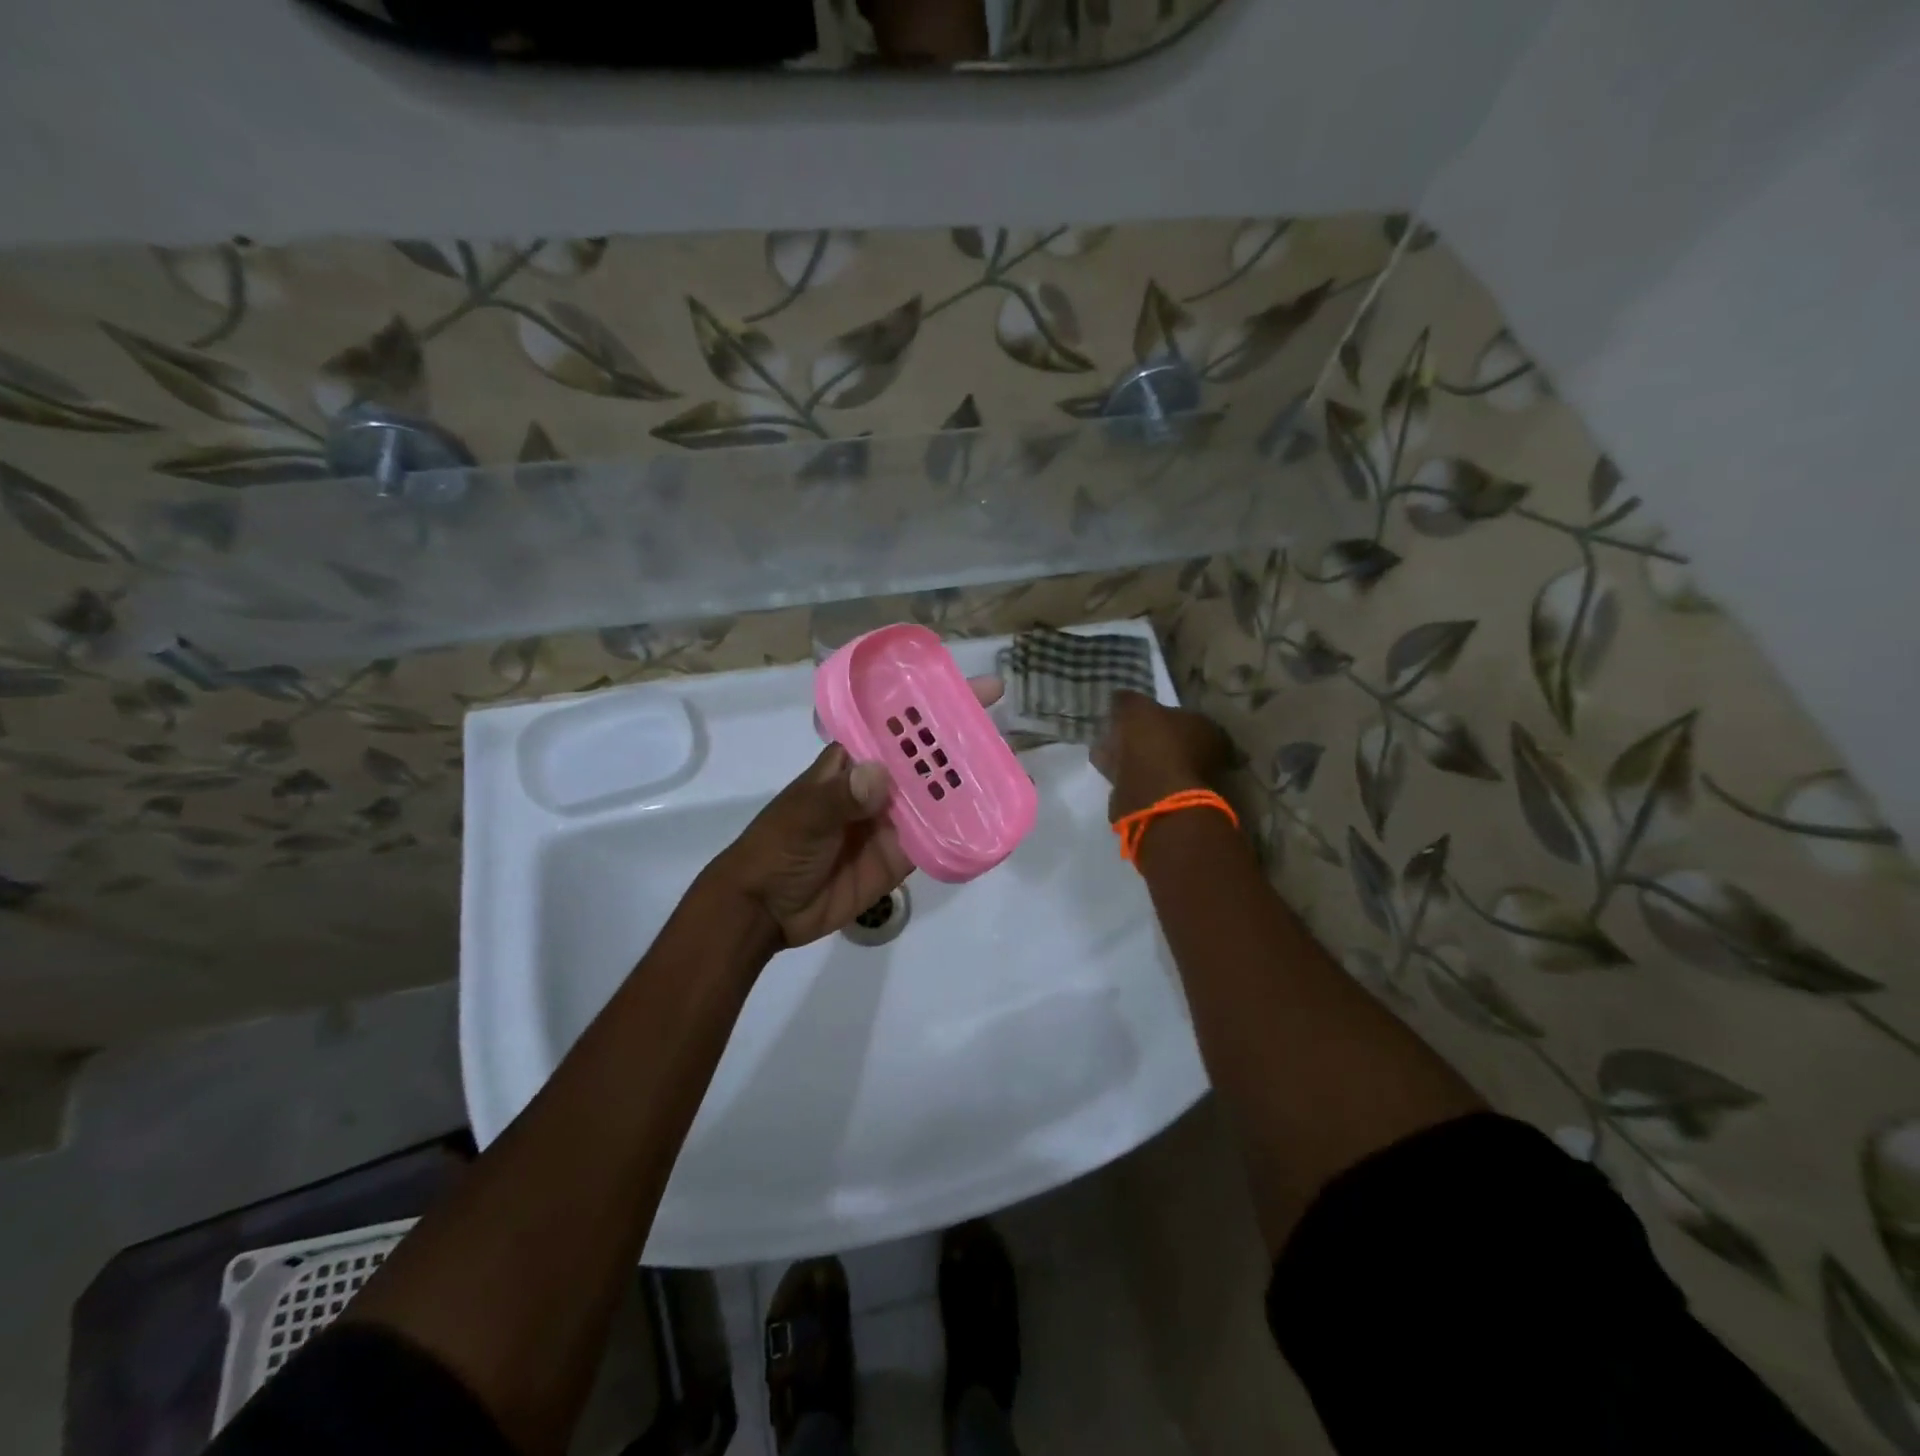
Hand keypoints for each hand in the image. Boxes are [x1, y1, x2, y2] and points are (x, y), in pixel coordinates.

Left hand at [710, 677, 1002, 949]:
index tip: (975, 689)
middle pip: (926, 759)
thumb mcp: (802, 817)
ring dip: (971, 786)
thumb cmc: (776, 848)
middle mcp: (878, 785)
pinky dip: (963, 831)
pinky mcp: (901, 857)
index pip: (898, 724)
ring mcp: (892, 821)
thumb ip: (838, 797)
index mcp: (853, 761)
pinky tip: (993, 822)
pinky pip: (938, 840)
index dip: (933, 705)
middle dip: (963, 744)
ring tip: (1013, 774)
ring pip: (938, 798)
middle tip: (1009, 733)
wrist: (764, 911)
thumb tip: (879, 774)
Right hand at [1090, 690, 1233, 822]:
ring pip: (1154, 764)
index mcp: (1205, 727)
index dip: (1157, 714)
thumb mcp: (1136, 708)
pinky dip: (1128, 777)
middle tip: (1118, 734)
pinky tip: (1107, 771)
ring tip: (1105, 752)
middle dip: (1144, 738)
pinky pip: (1144, 783)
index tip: (1134, 716)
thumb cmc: (1153, 744)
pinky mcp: (1170, 804)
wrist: (1154, 797)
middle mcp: (1205, 755)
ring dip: (1133, 759)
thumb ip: (1128, 699)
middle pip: (1169, 741)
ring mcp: (1188, 782)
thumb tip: (1121, 696)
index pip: (1182, 715)